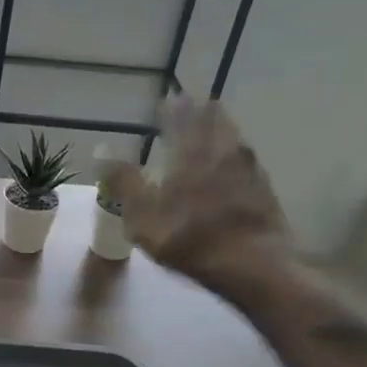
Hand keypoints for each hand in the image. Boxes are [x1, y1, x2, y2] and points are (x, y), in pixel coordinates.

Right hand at [101, 99, 286, 276]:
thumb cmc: (189, 238)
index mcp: (191, 151)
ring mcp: (249, 167)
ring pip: (233, 137)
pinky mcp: (265, 188)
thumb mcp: (143, 215)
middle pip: (214, 119)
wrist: (252, 263)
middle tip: (190, 110)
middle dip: (200, 112)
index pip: (180, 116)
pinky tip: (232, 168)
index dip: (171, 108)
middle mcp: (222, 150)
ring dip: (221, 130)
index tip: (164, 102)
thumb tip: (101, 150)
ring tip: (211, 133)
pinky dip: (234, 156)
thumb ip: (123, 181)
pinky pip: (246, 161)